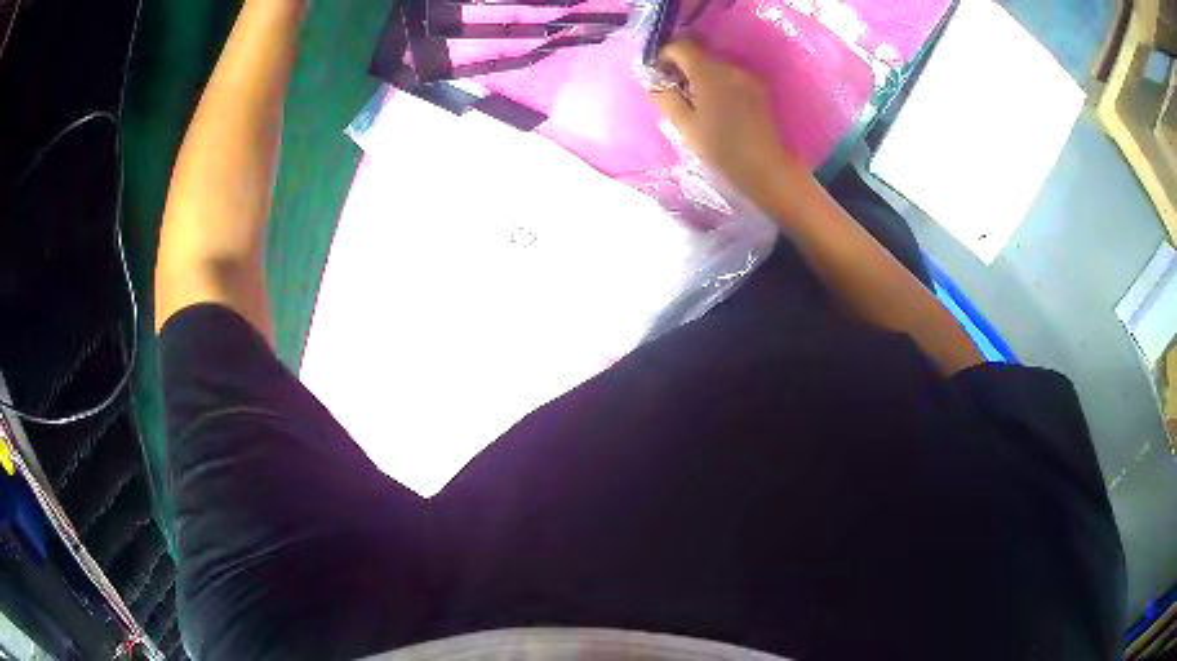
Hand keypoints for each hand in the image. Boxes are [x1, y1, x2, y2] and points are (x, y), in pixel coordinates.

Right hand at [650, 40, 796, 200]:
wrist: (765, 167)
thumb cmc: (720, 147)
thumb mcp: (683, 124)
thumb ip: (664, 96)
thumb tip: (654, 81)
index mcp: (708, 71)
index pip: (680, 45)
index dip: (664, 55)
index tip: (660, 76)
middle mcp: (729, 66)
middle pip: (699, 54)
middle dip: (683, 67)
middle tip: (675, 93)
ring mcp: (747, 76)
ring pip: (715, 66)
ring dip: (701, 77)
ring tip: (697, 103)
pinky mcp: (758, 88)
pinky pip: (730, 77)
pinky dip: (718, 84)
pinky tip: (717, 108)